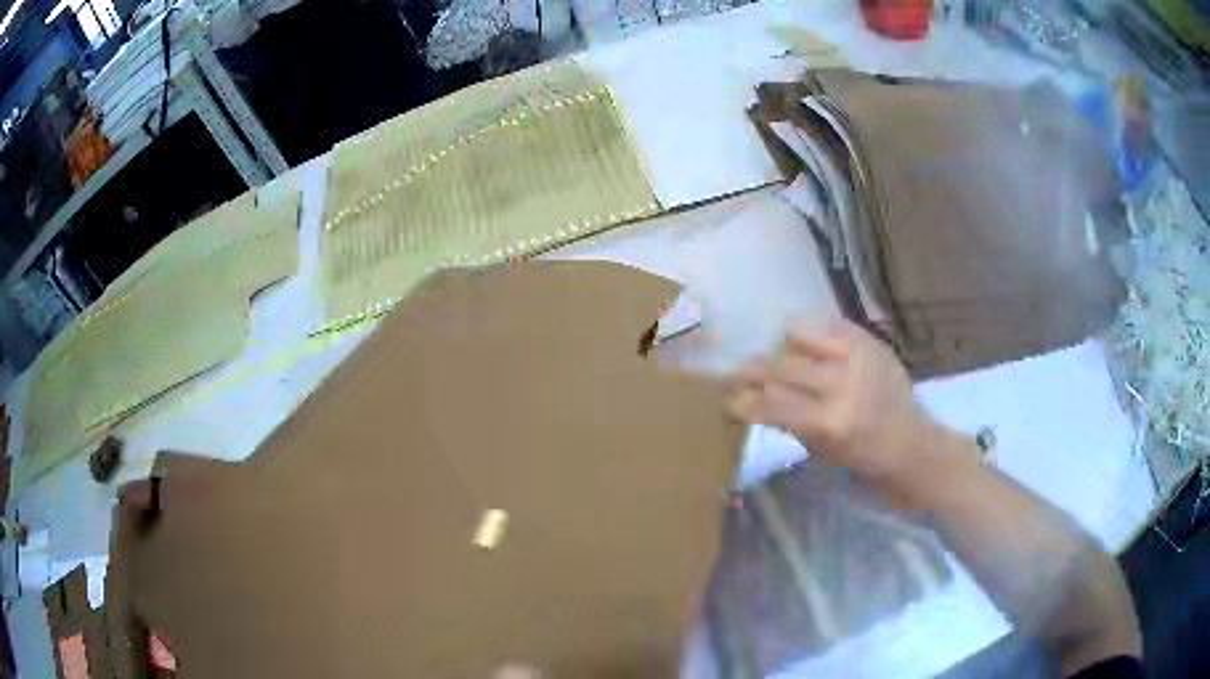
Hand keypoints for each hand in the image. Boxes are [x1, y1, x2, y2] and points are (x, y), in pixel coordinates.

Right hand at [727, 319, 946, 496]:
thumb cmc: (861, 458)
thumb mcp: (819, 451)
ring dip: (778, 347)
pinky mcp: (870, 340)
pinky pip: (827, 324)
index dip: (744, 399)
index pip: (772, 403)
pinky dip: (809, 332)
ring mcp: (859, 357)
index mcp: (829, 422)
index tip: (727, 398)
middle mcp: (843, 384)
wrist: (911, 443)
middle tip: (733, 371)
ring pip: (799, 337)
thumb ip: (788, 421)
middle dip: (751, 370)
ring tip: (770, 355)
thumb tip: (752, 399)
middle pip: (780, 366)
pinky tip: (803, 343)